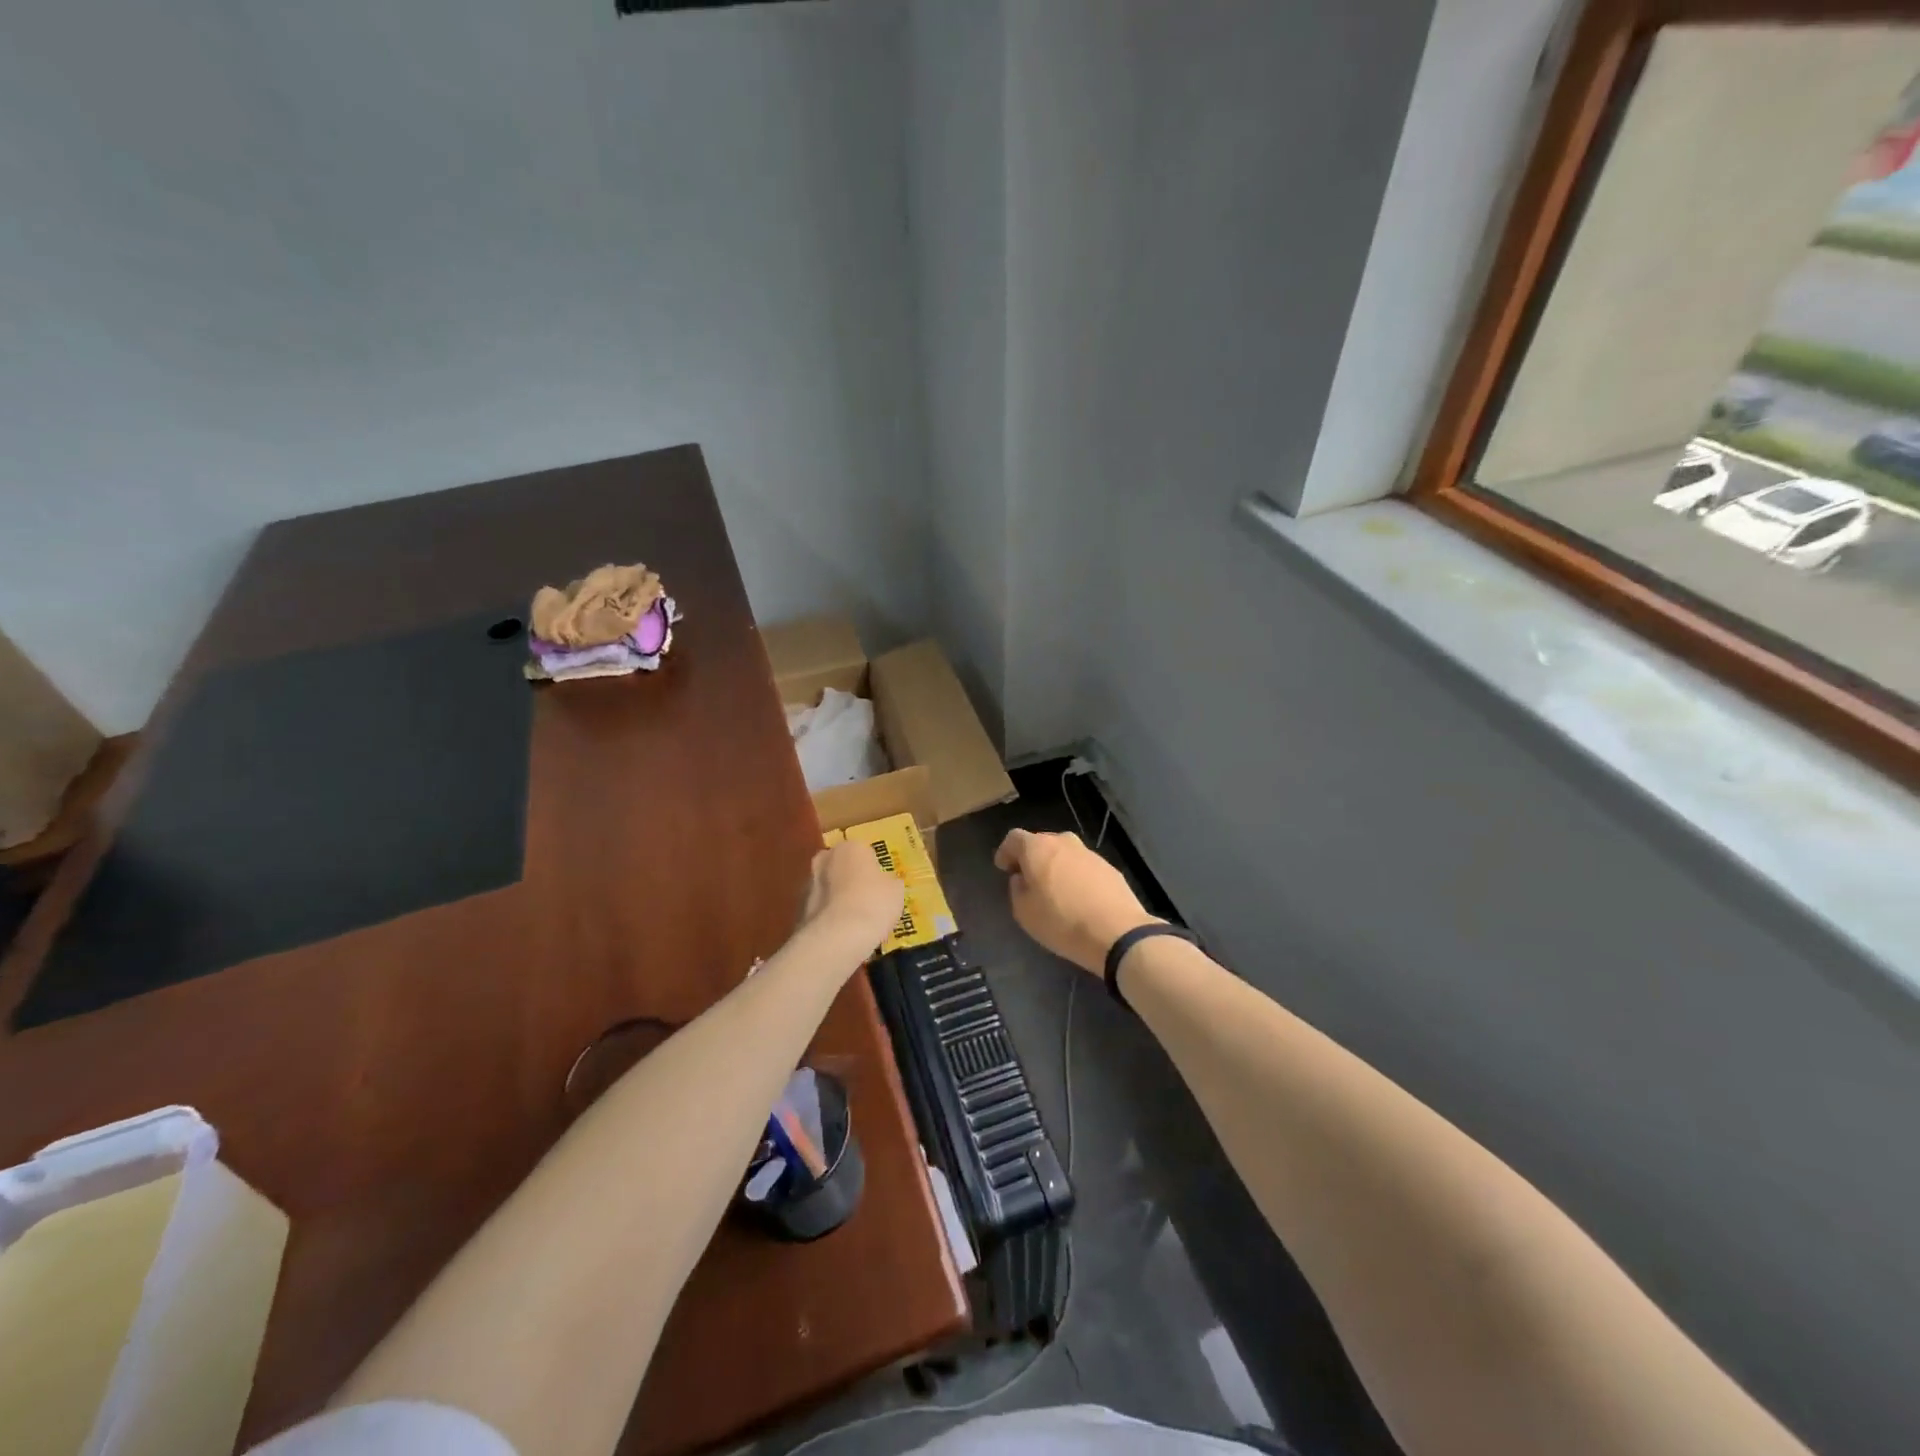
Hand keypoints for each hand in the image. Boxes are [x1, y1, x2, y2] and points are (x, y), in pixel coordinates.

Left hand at [802, 840, 905, 951]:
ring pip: (827, 887)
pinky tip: (840, 933)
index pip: (864, 851)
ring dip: (836, 898)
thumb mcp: (896, 892)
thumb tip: (886, 884)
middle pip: (840, 866)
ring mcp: (808, 883)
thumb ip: (889, 883)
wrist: (837, 937)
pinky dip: (827, 917)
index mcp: (851, 847)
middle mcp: (825, 858)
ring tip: (853, 921)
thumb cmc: (873, 904)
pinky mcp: (798, 909)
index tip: (880, 885)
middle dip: (849, 878)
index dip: (873, 868)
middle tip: (866, 899)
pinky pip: (819, 909)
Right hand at [993, 829, 1156, 974]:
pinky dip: (1075, 877)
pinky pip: (1083, 867)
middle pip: (1041, 843)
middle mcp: (1064, 842)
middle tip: (1027, 880)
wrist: (1117, 932)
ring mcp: (1089, 853)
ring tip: (1054, 891)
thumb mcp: (1024, 912)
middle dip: (1031, 858)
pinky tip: (1078, 898)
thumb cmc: (1061, 921)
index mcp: (1038, 848)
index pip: (1014, 838)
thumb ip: (1017, 889)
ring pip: (1064, 854)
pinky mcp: (1109, 868)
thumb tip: (1022, 879)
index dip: (1006, 852)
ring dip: (1055, 867)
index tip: (1003, 868)